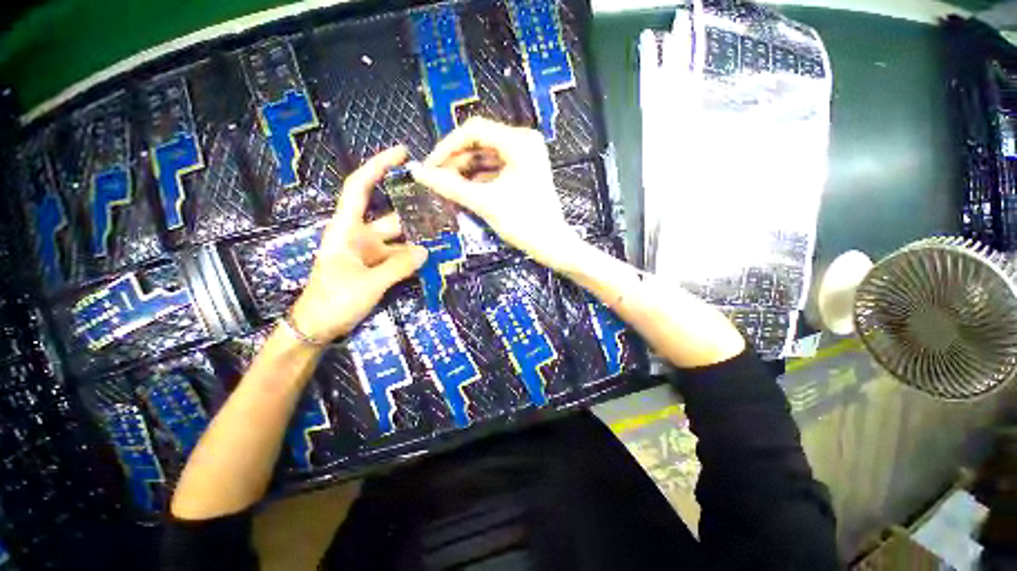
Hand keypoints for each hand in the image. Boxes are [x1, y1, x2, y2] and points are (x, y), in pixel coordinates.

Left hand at [291, 146, 427, 342]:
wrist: (318, 328)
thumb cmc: (333, 301)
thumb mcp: (367, 284)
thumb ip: (398, 267)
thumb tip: (425, 251)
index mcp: (347, 230)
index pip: (360, 188)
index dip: (378, 167)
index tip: (402, 154)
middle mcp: (360, 236)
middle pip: (391, 216)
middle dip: (415, 210)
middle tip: (443, 205)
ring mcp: (370, 254)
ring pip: (400, 240)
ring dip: (419, 238)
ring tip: (445, 233)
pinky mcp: (377, 269)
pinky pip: (400, 258)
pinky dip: (415, 257)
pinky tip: (433, 257)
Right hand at [408, 117, 584, 271]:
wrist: (552, 245)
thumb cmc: (524, 223)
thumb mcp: (485, 203)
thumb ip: (450, 186)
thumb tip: (417, 172)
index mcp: (519, 142)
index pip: (473, 131)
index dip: (447, 147)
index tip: (429, 167)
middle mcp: (523, 142)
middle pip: (479, 143)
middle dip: (456, 162)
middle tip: (436, 181)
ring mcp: (525, 157)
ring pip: (485, 157)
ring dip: (465, 172)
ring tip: (447, 188)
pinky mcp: (523, 171)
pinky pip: (494, 169)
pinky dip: (478, 179)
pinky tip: (464, 191)